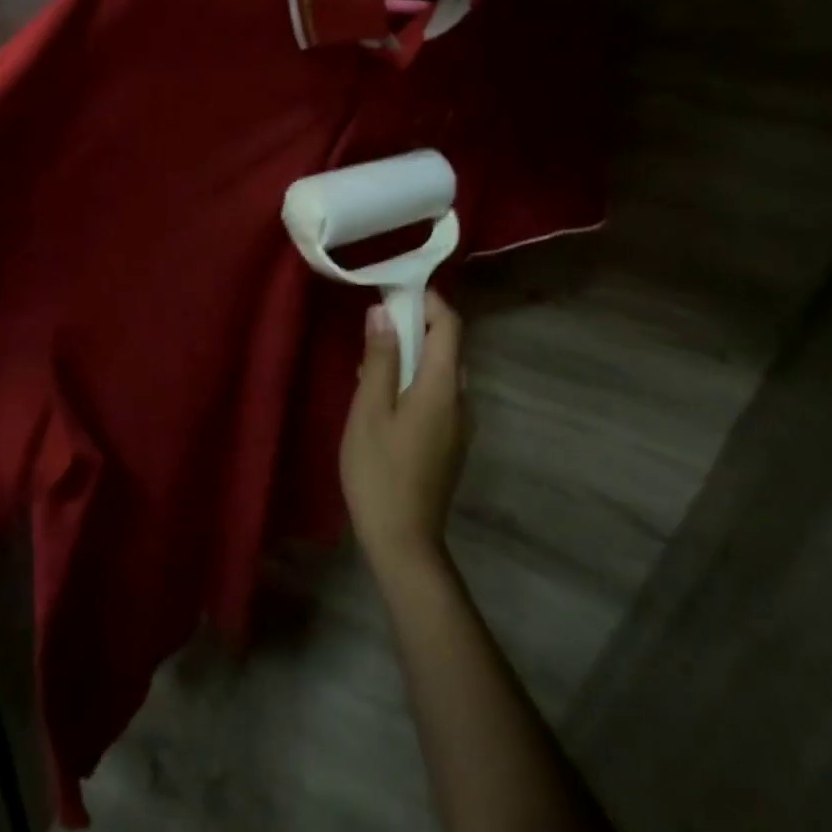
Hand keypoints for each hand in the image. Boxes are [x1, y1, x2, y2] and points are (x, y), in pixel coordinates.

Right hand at [340, 291, 467, 575]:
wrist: (404, 540)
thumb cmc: (379, 470)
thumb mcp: (370, 409)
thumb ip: (379, 358)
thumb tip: (384, 312)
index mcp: (443, 386)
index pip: (449, 325)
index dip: (428, 301)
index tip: (395, 290)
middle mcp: (461, 399)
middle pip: (448, 347)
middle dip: (417, 325)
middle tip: (377, 322)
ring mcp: (459, 423)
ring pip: (442, 371)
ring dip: (413, 354)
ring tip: (372, 356)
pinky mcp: (450, 441)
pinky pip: (438, 394)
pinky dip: (415, 379)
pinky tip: (383, 394)